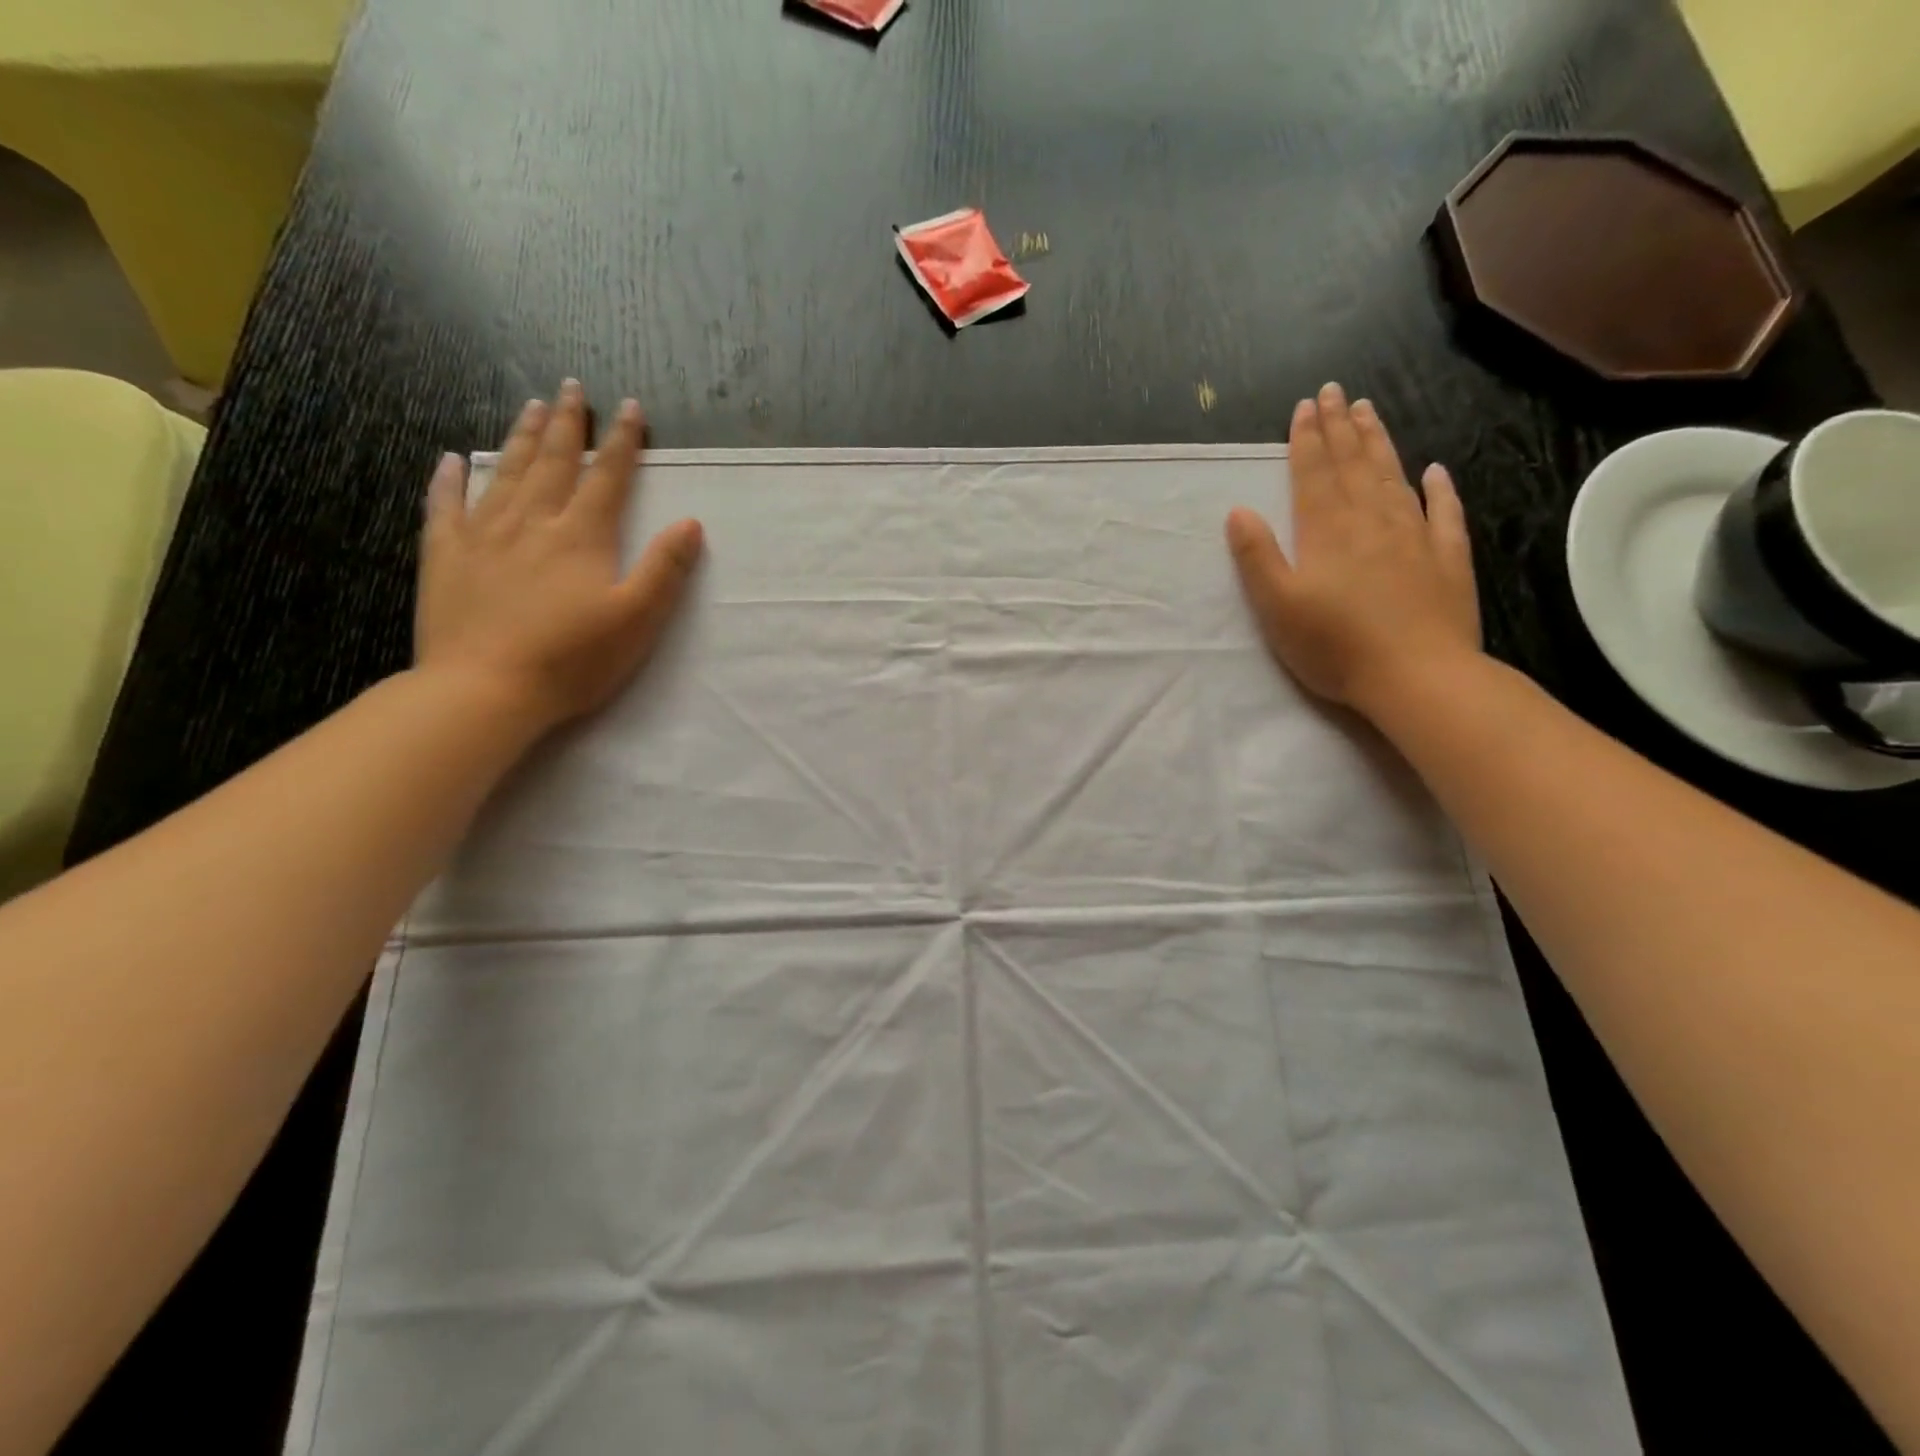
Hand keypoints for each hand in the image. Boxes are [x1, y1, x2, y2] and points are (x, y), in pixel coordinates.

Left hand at [415, 380, 703, 733]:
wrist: (485, 690)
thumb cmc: (572, 660)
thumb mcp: (637, 620)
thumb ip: (664, 569)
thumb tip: (690, 523)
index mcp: (581, 537)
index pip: (608, 477)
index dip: (623, 441)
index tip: (630, 407)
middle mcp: (532, 522)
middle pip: (554, 462)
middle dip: (568, 424)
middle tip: (572, 387)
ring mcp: (483, 536)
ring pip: (505, 473)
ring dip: (522, 438)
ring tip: (532, 406)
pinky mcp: (445, 557)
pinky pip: (445, 506)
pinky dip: (447, 479)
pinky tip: (451, 460)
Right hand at [1226, 383, 1479, 718]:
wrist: (1417, 676)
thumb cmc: (1335, 645)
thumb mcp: (1277, 606)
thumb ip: (1257, 556)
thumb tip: (1238, 510)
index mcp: (1327, 531)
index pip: (1314, 474)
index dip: (1307, 439)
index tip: (1305, 406)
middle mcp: (1372, 521)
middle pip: (1353, 465)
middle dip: (1341, 427)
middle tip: (1336, 392)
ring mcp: (1414, 536)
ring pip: (1394, 477)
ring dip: (1379, 443)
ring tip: (1370, 412)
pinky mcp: (1447, 559)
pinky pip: (1444, 512)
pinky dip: (1439, 489)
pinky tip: (1434, 471)